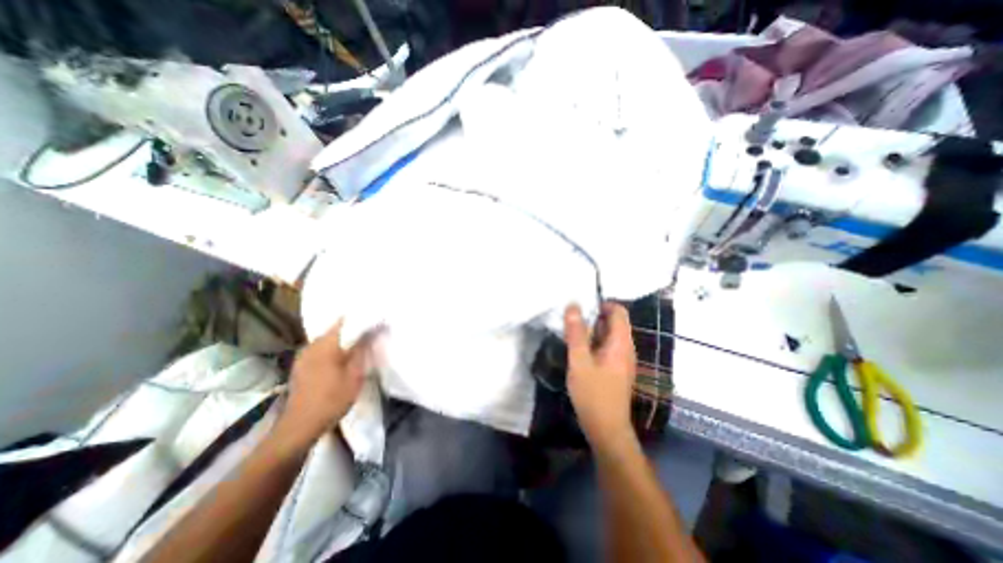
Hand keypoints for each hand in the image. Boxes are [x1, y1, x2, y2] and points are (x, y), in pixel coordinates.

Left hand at [273, 321, 376, 447]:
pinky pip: (320, 350)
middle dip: (352, 330)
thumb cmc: (332, 400)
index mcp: (326, 345)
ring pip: (327, 340)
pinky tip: (341, 359)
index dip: (360, 319)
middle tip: (369, 334)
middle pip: (335, 330)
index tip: (374, 322)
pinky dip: (332, 350)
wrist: (299, 427)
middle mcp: (312, 345)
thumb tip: (370, 332)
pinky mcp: (300, 366)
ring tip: (357, 346)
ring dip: (342, 341)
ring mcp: (303, 356)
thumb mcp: (355, 375)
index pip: (344, 321)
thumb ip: (362, 350)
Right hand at [562, 302, 634, 448]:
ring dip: (592, 330)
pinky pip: (606, 347)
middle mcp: (626, 348)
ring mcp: (622, 359)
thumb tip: (573, 305)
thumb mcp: (579, 361)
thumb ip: (576, 333)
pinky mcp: (616, 369)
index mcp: (621, 343)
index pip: (619, 311)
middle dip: (593, 317)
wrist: (606, 429)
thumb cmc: (593, 394)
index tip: (582, 306)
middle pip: (614, 322)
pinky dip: (593, 343)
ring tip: (571, 332)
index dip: (602, 304)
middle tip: (571, 319)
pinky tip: (578, 350)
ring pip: (608, 335)